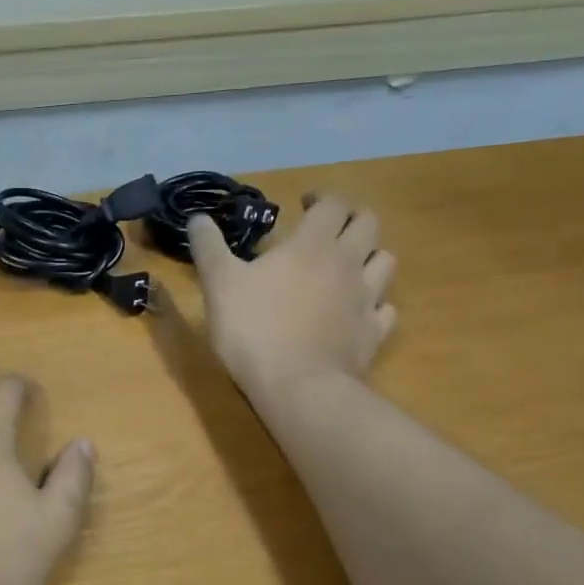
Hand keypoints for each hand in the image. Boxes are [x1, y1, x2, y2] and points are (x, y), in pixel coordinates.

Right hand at [188, 192, 397, 400]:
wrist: (297, 387)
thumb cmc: (253, 329)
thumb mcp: (218, 284)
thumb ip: (209, 247)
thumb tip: (198, 217)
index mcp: (312, 244)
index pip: (331, 204)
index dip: (321, 198)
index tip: (305, 203)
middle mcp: (348, 263)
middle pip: (368, 223)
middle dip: (351, 218)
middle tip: (330, 229)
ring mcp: (367, 298)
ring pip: (385, 261)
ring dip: (369, 255)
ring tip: (349, 266)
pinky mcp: (374, 332)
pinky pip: (385, 309)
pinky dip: (375, 303)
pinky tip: (358, 311)